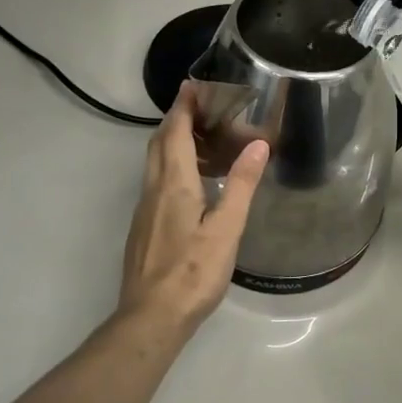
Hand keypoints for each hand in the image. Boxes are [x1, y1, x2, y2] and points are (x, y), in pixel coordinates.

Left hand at [119, 84, 269, 332]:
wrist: (151, 318)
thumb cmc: (193, 272)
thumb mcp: (226, 229)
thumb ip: (241, 185)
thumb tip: (258, 144)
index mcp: (174, 184)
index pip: (175, 133)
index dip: (183, 106)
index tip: (193, 84)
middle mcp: (153, 190)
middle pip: (159, 143)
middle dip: (176, 118)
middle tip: (200, 105)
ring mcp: (144, 210)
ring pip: (155, 163)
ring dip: (173, 142)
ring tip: (201, 137)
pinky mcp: (144, 228)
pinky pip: (156, 182)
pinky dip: (171, 165)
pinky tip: (191, 181)